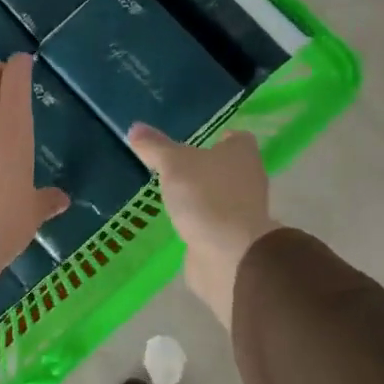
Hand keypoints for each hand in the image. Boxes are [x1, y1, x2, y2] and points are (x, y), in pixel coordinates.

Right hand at [128, 124, 278, 329]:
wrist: (230, 255)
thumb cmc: (206, 196)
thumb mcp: (173, 164)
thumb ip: (155, 147)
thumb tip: (134, 127)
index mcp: (242, 154)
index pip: (236, 139)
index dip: (219, 138)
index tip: (196, 142)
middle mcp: (249, 179)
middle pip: (228, 167)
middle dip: (206, 168)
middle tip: (176, 166)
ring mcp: (244, 211)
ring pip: (221, 195)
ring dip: (202, 196)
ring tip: (172, 194)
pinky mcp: (234, 238)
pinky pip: (215, 222)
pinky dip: (200, 221)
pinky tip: (179, 222)